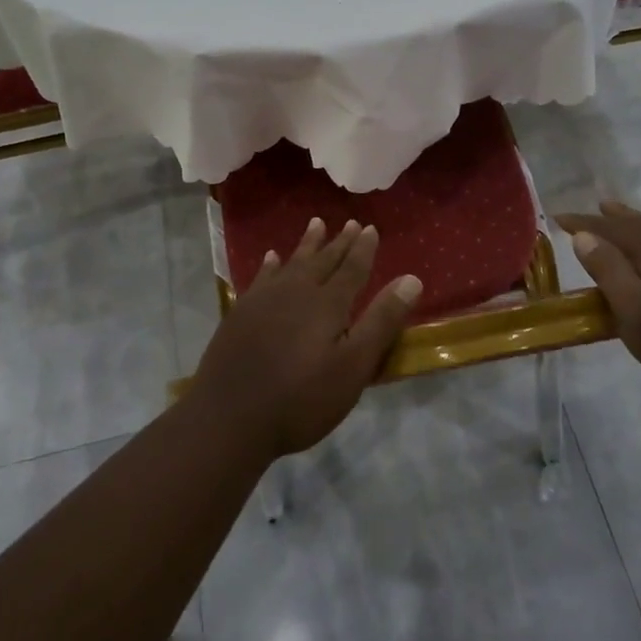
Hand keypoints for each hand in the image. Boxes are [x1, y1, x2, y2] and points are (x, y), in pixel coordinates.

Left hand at [185, 217, 422, 461]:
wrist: (230, 417)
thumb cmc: (301, 399)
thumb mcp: (353, 367)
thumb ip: (381, 322)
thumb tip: (411, 279)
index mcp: (327, 303)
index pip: (352, 268)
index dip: (363, 248)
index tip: (370, 228)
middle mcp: (297, 291)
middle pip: (323, 260)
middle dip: (339, 242)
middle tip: (350, 223)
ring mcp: (265, 299)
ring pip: (292, 262)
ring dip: (307, 244)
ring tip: (316, 224)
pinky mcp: (241, 312)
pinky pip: (262, 276)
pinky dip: (271, 265)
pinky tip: (272, 258)